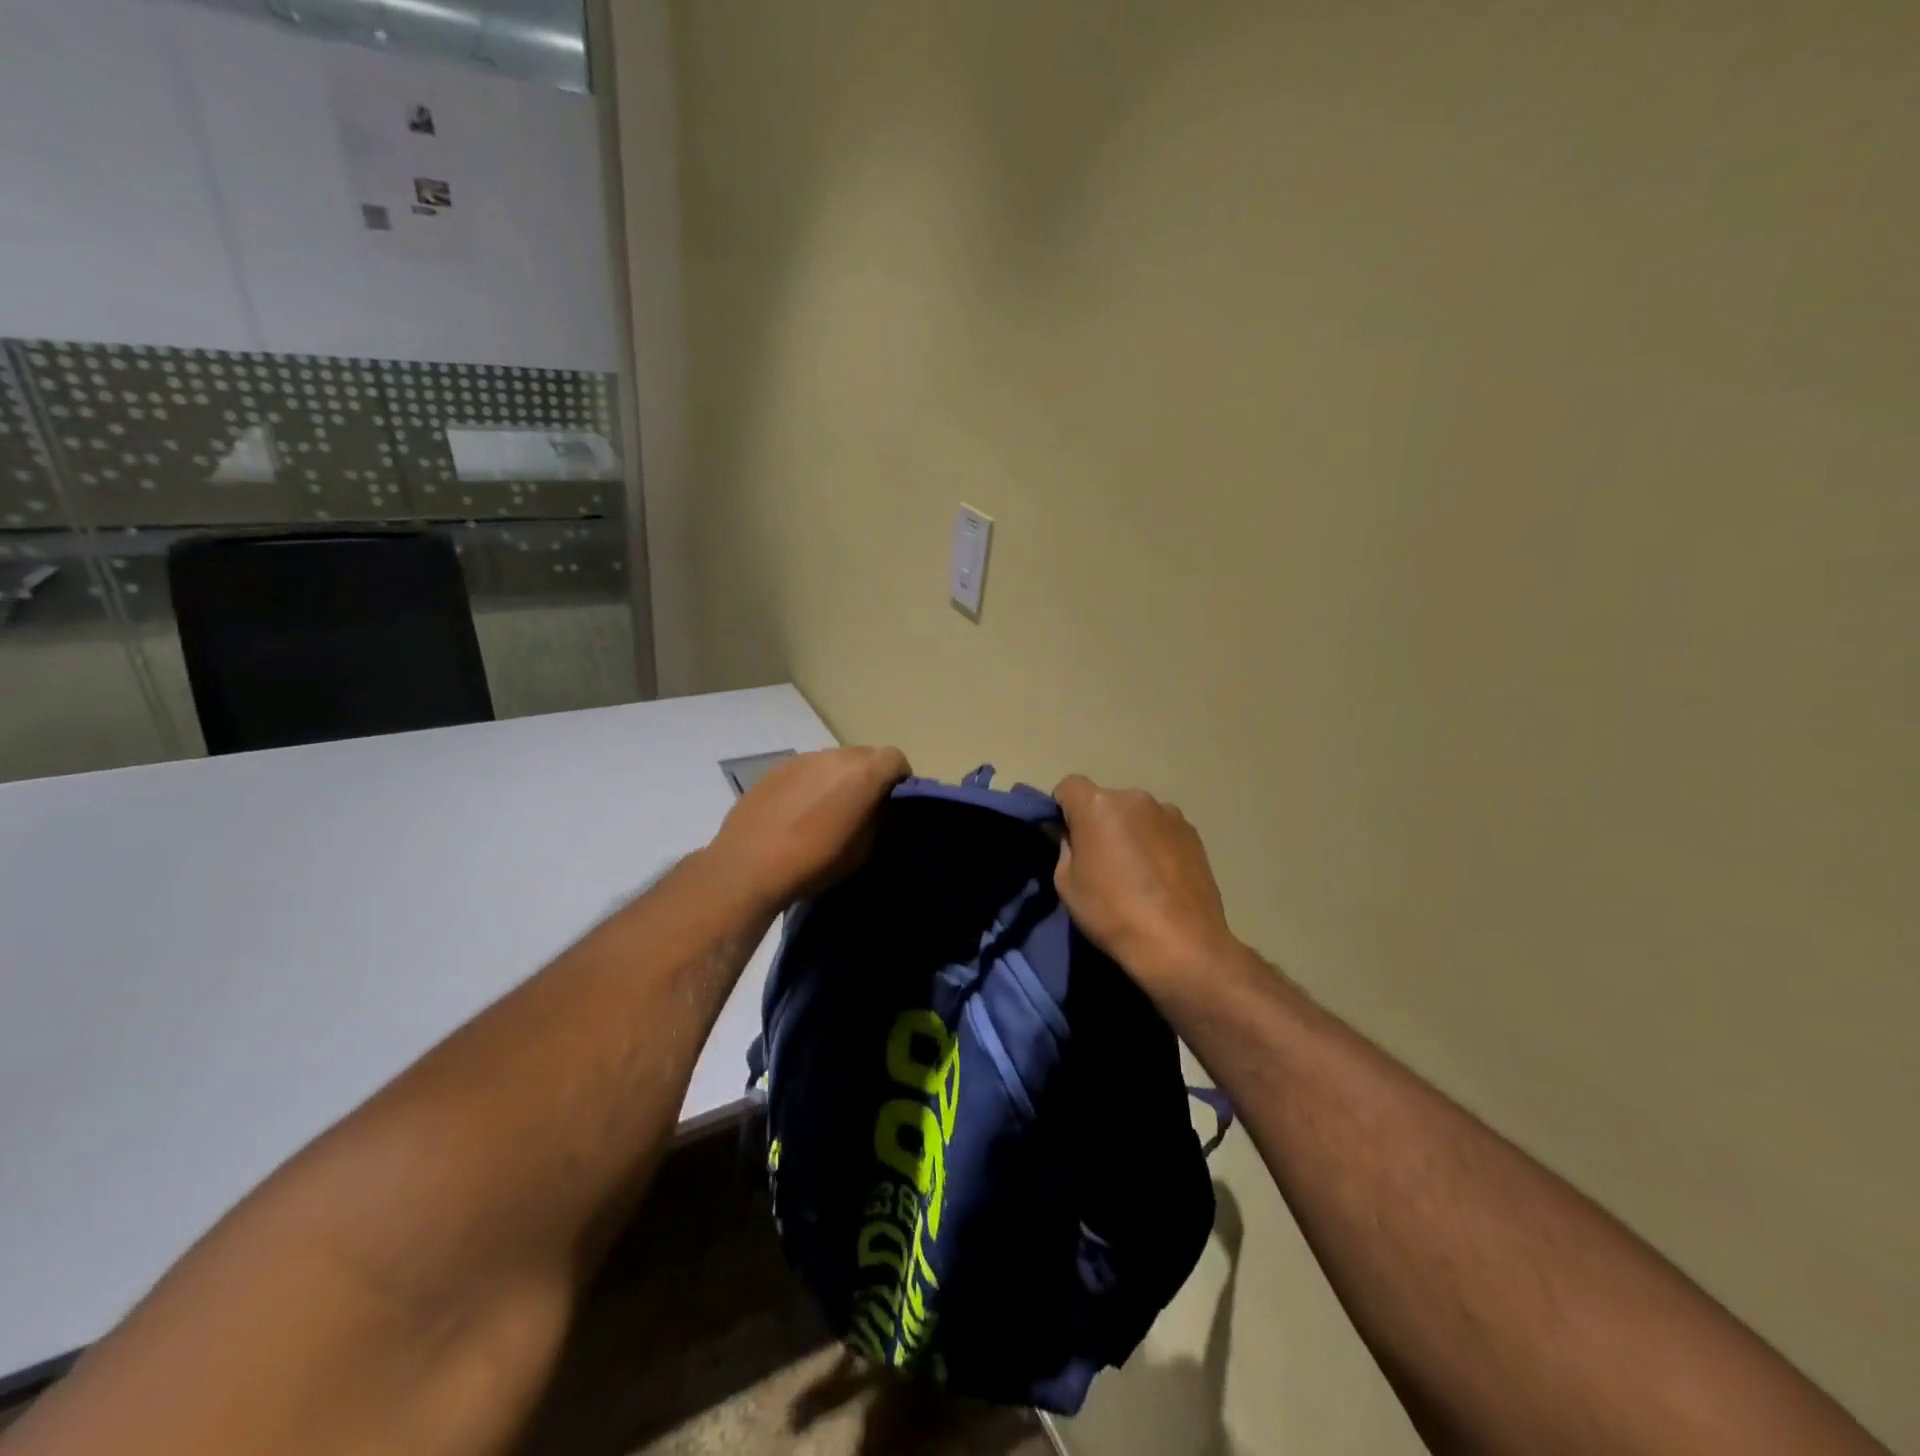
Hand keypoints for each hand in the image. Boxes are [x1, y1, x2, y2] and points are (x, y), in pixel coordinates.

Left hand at [708, 746, 910, 907]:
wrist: (748, 867)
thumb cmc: (815, 862)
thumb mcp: (863, 850)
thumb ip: (879, 820)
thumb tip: (882, 808)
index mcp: (863, 772)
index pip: (895, 758)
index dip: (900, 779)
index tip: (894, 803)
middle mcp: (834, 756)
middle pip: (864, 756)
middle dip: (869, 777)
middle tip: (862, 808)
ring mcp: (802, 759)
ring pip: (833, 761)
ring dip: (838, 779)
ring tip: (827, 811)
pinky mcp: (775, 769)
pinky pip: (806, 770)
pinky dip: (811, 784)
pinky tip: (798, 813)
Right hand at [1053, 775, 1239, 992]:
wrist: (1180, 943)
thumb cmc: (1112, 913)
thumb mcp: (1066, 883)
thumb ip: (1066, 847)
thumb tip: (1076, 837)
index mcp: (1098, 805)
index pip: (1069, 786)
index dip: (1062, 808)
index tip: (1065, 836)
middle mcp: (1135, 798)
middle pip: (1105, 801)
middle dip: (1098, 821)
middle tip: (1100, 859)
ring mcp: (1169, 813)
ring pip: (1136, 815)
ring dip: (1130, 831)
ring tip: (1136, 871)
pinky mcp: (1193, 833)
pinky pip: (1161, 829)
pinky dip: (1155, 843)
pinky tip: (1160, 877)